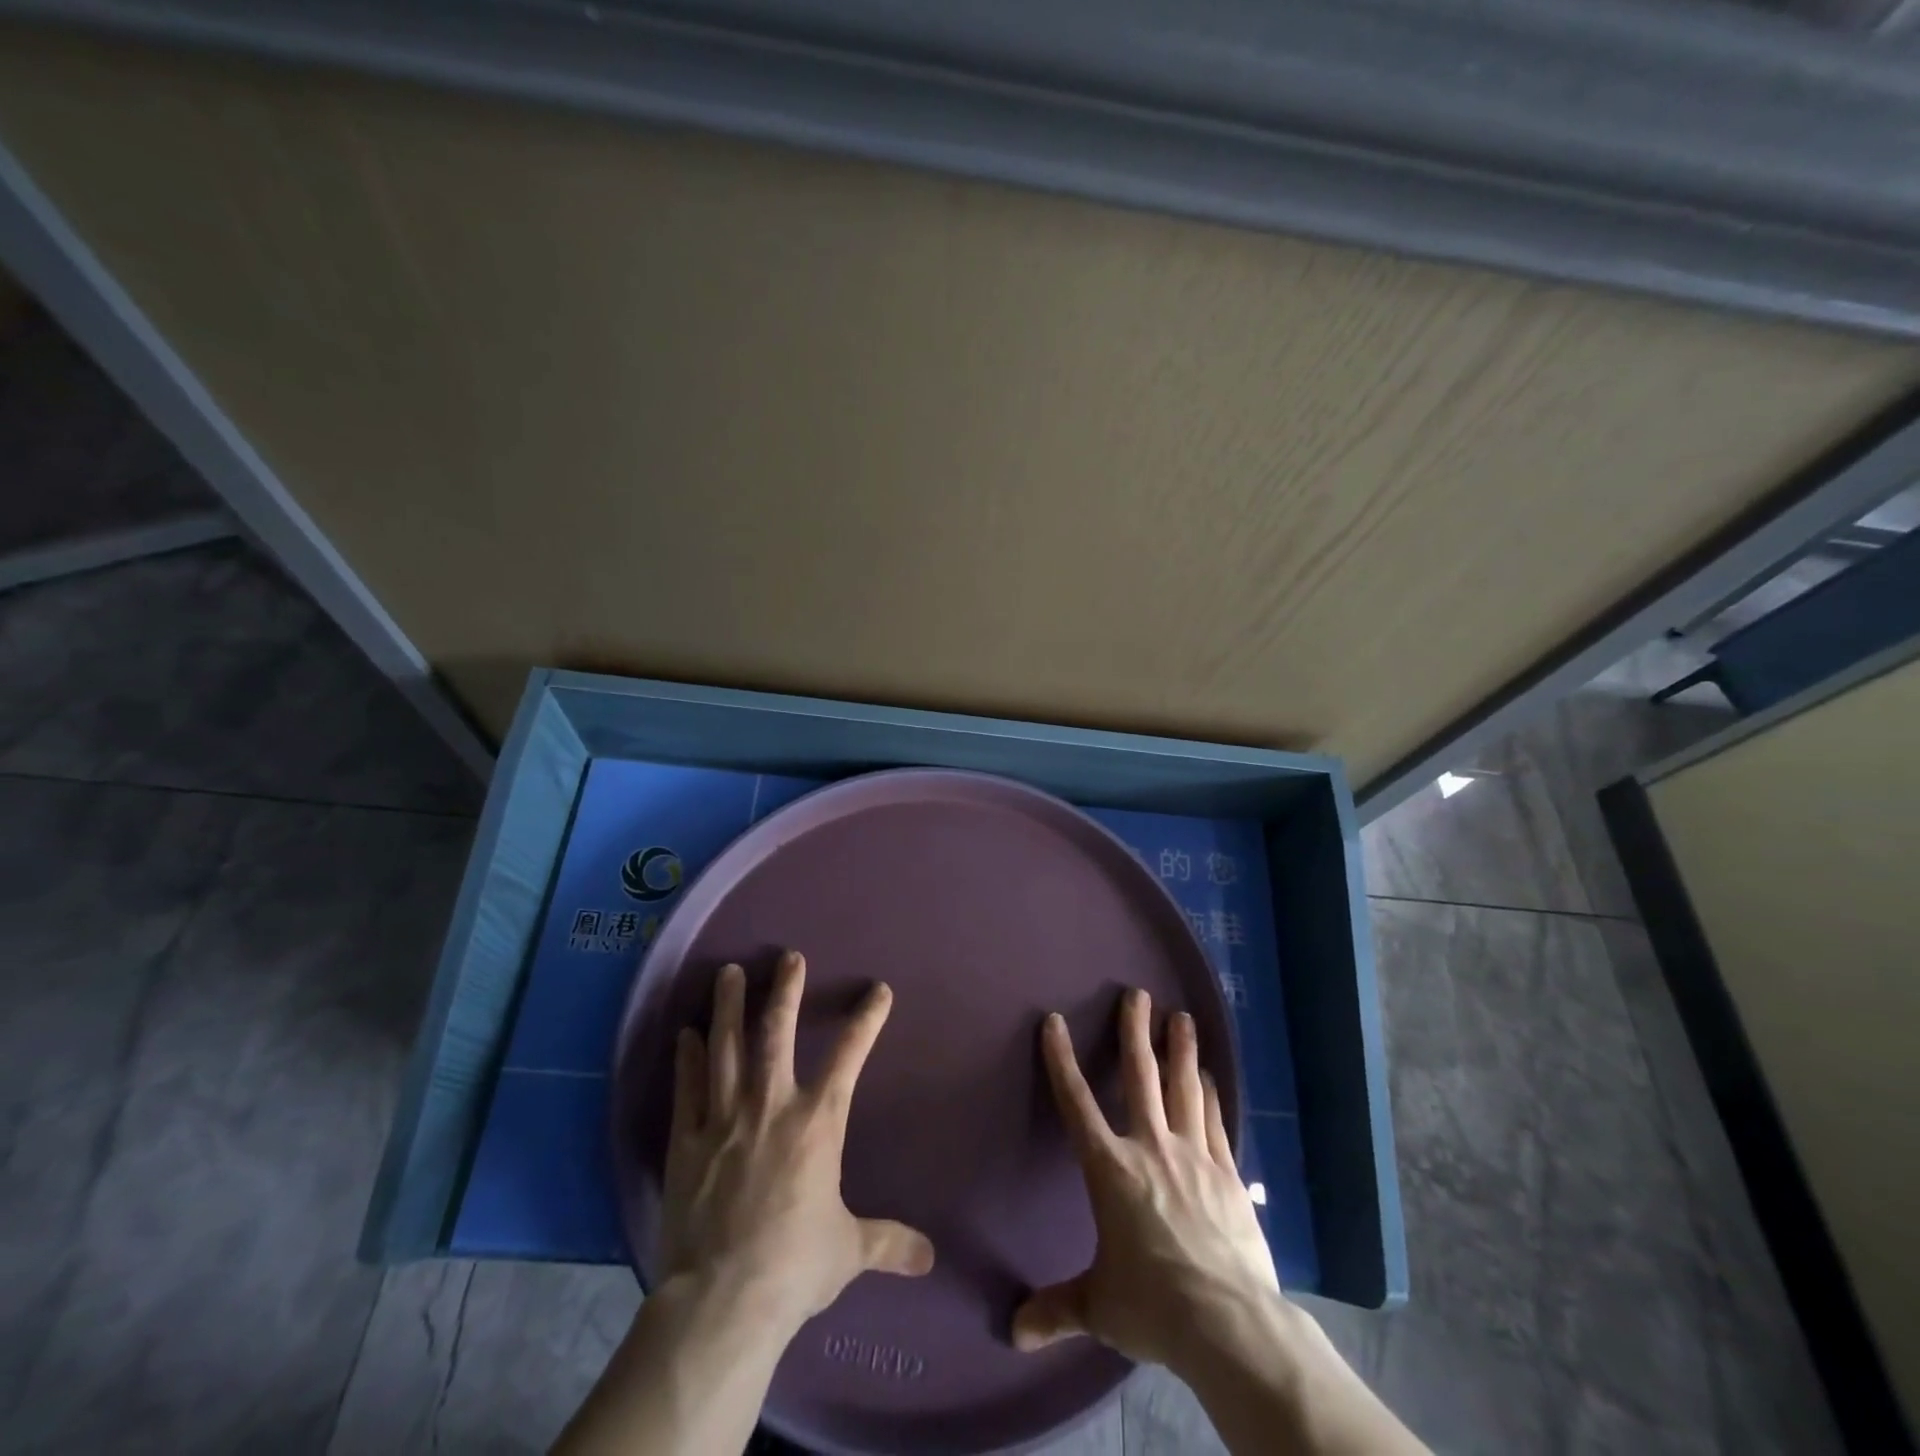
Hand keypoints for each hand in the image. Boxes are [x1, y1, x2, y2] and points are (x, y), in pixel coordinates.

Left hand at [657, 952, 935, 1335]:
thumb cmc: (794, 1266)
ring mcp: (723, 1119)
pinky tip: (686, 1033)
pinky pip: (687, 1088)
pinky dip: (687, 1058)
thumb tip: (929, 1257)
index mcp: (816, 1123)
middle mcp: (770, 1106)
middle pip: (776, 1033)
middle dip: (784, 991)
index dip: (867, 1020)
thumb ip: (889, 1243)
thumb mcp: (849, 1251)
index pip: (849, 1057)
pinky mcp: (686, 1142)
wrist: (723, 1302)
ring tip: (728, 973)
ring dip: (728, 1007)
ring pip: (725, 1048)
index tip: (879, 991)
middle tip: (787, 957)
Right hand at [1012, 988, 1279, 1368]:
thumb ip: (1057, 1310)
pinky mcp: (1228, 1174)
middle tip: (1138, 993)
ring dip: (1181, 1050)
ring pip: (1184, 1088)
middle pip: (1141, 1077)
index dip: (1061, 1060)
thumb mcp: (1099, 1306)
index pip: (1076, 1103)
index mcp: (1110, 1169)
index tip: (1054, 1022)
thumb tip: (1013, 1334)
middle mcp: (1150, 1147)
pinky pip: (1214, 1122)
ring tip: (1181, 1017)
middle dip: (1136, 1032)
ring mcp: (1193, 1156)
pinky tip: (1211, 1077)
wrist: (1228, 1323)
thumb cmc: (1153, 1305)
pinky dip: (1210, 1095)